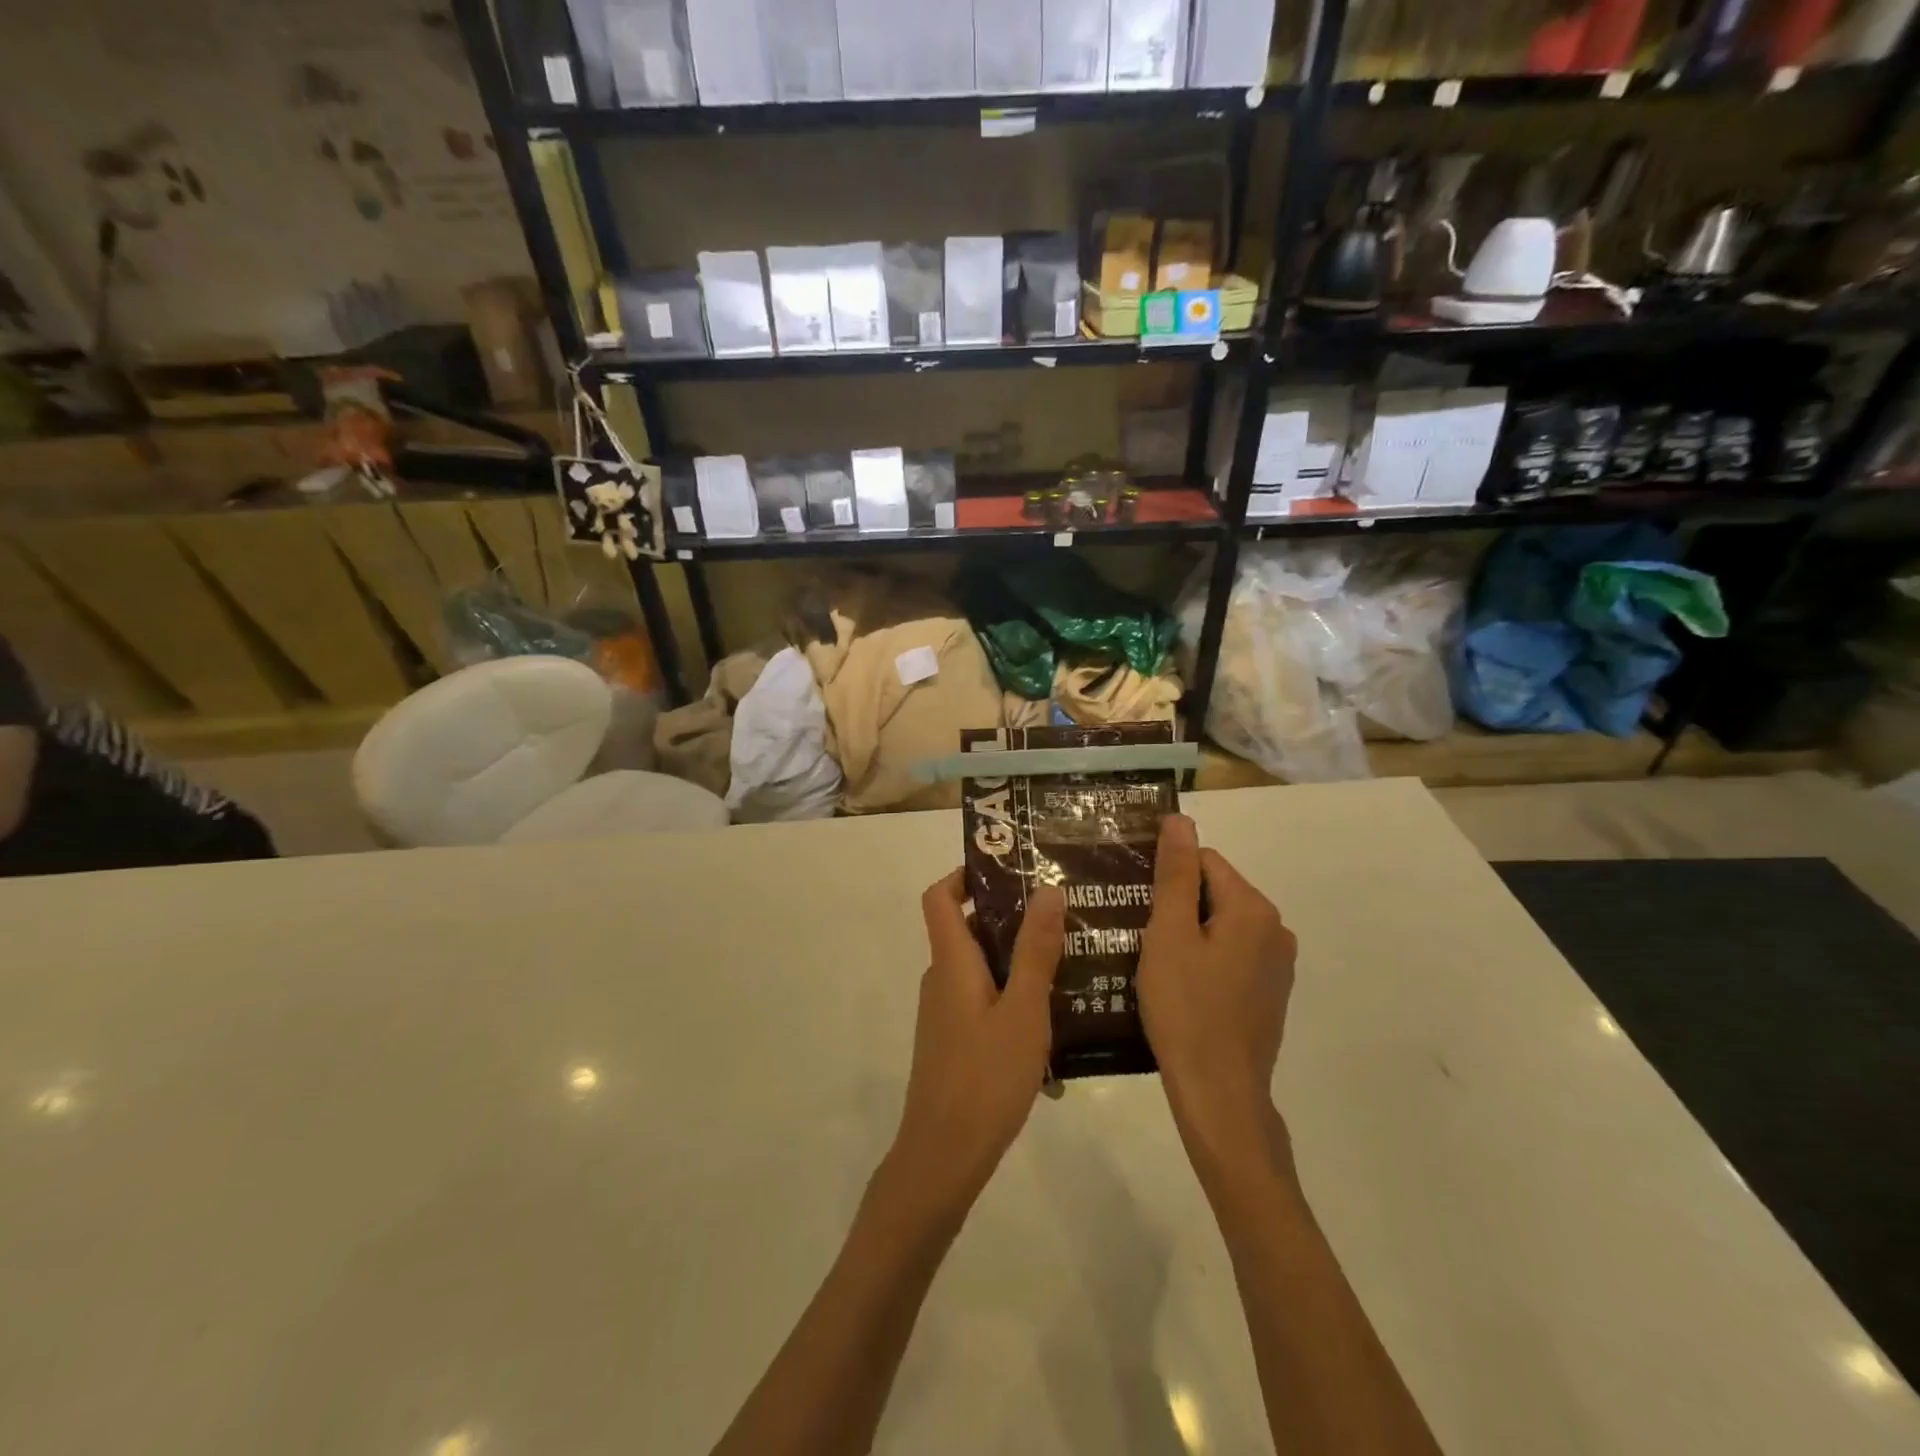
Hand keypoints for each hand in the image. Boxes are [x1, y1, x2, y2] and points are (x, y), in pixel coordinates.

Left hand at [888, 872, 1064, 1215]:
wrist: (944, 1156)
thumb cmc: (985, 1077)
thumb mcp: (1024, 1011)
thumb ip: (1036, 951)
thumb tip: (1046, 889)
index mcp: (952, 962)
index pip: (939, 897)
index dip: (965, 875)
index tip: (1009, 869)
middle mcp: (942, 979)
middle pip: (968, 929)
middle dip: (1011, 918)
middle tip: (1061, 914)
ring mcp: (946, 1012)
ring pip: (982, 968)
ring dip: (1018, 960)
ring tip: (1069, 961)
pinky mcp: (955, 1041)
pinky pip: (984, 1000)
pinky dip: (1013, 996)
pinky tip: (1054, 1019)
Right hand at [1136, 815, 1297, 1187]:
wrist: (1219, 1094)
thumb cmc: (1185, 1008)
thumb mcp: (1168, 935)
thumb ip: (1175, 873)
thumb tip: (1180, 819)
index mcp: (1253, 908)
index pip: (1203, 861)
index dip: (1166, 877)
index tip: (1138, 904)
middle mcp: (1277, 928)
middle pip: (1215, 892)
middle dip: (1178, 905)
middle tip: (1141, 936)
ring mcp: (1279, 963)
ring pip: (1222, 925)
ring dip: (1190, 933)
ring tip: (1155, 961)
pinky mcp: (1271, 991)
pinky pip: (1233, 954)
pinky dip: (1207, 959)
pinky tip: (1182, 987)